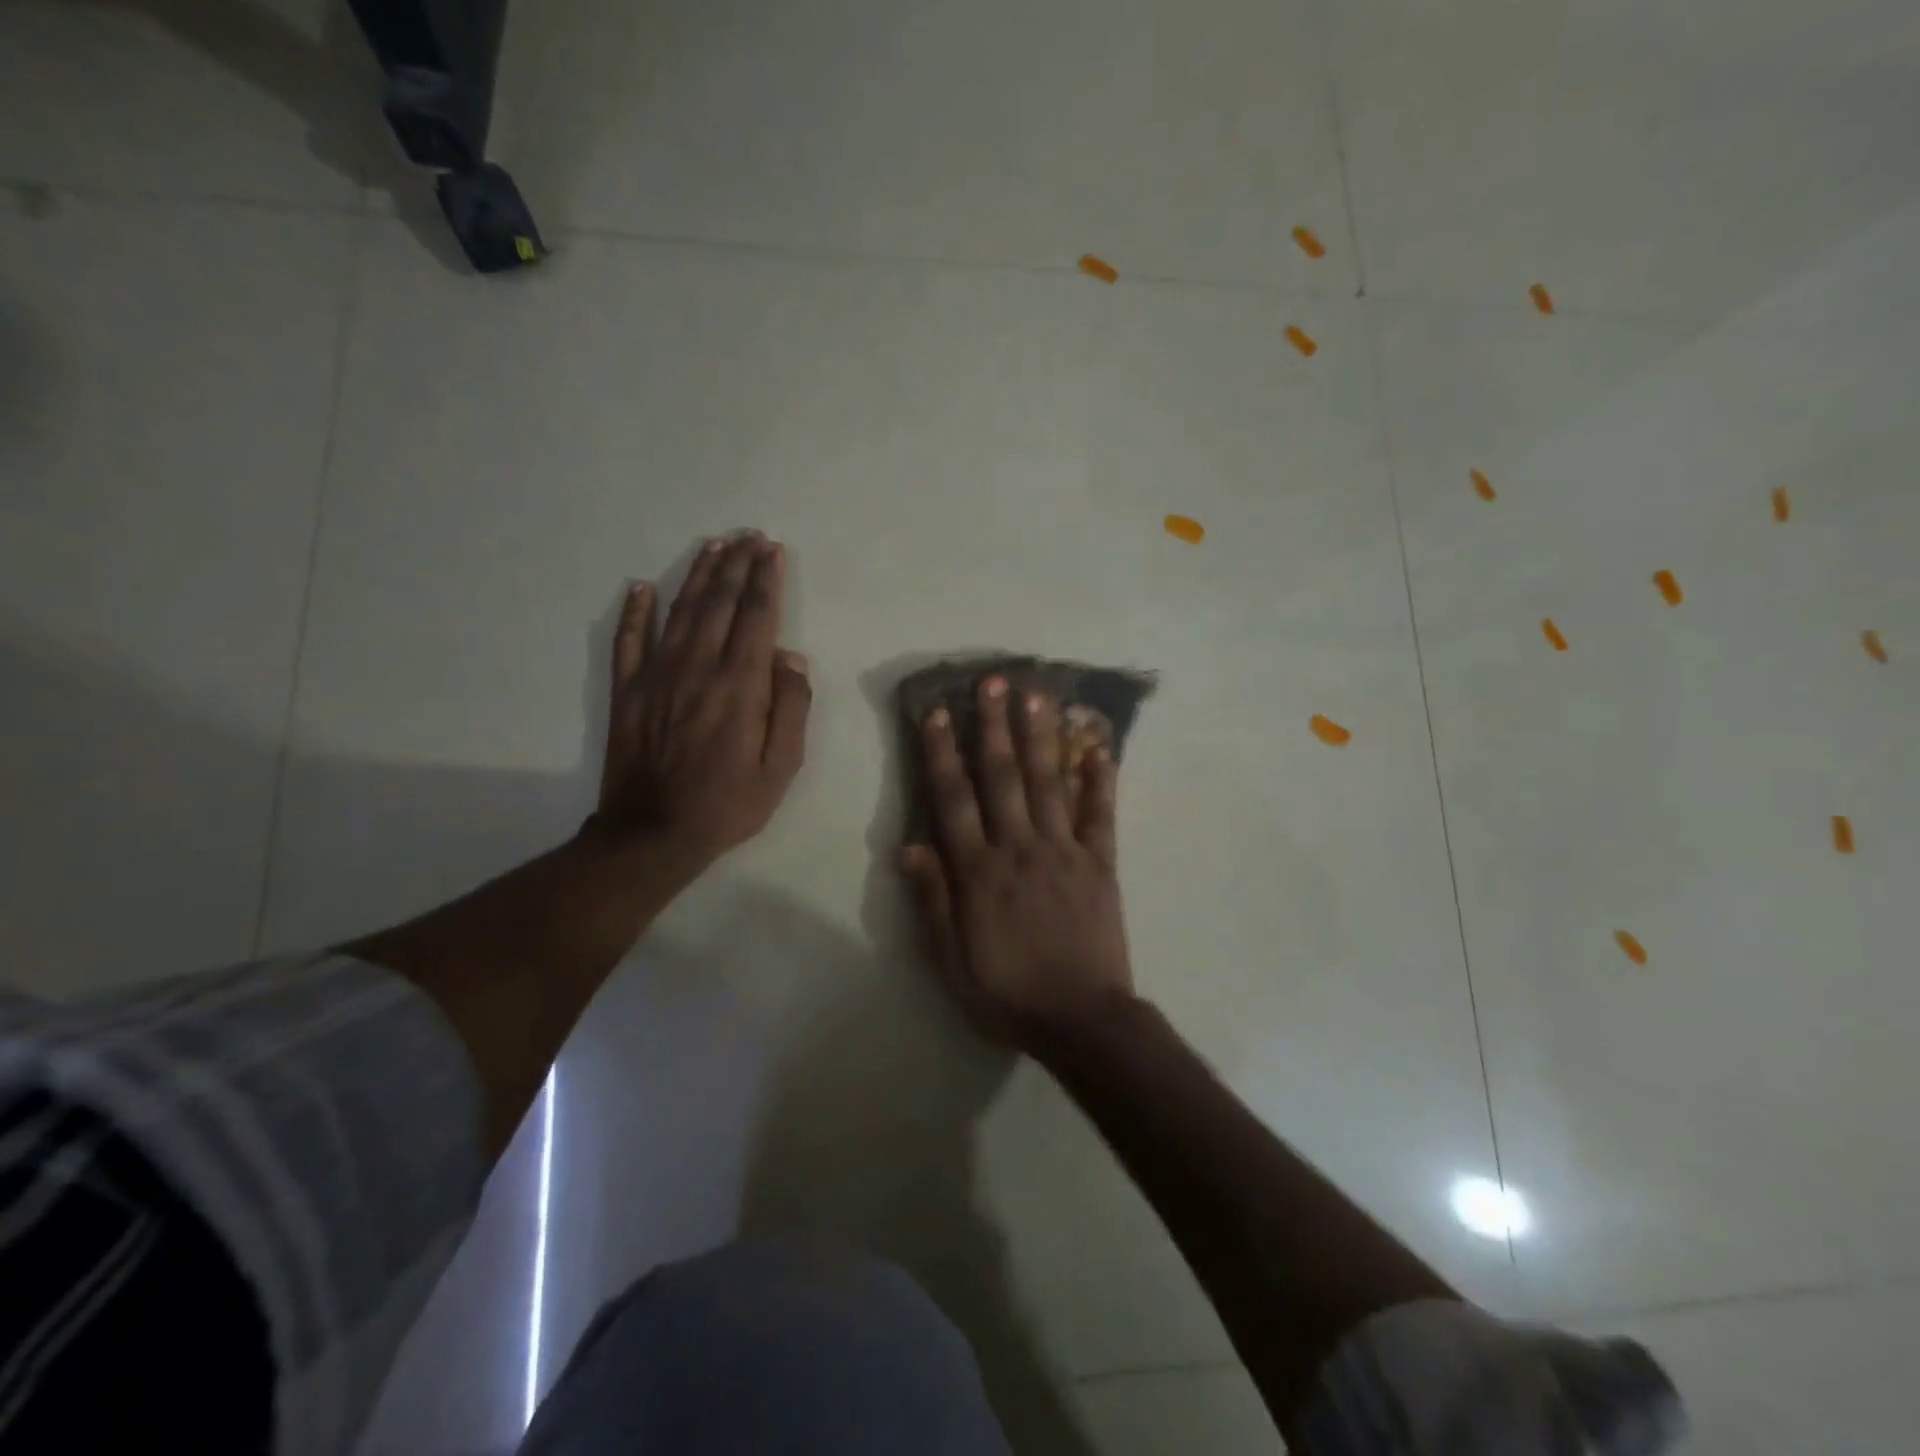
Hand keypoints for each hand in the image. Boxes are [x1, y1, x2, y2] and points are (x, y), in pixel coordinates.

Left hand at [595, 532, 810, 866]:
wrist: (652, 834)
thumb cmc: (728, 804)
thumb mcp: (781, 768)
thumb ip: (790, 708)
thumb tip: (790, 658)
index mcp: (739, 685)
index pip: (757, 618)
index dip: (766, 580)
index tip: (773, 551)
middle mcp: (698, 667)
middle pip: (720, 603)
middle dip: (737, 565)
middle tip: (749, 536)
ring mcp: (656, 675)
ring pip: (680, 611)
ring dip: (698, 575)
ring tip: (713, 546)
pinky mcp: (626, 690)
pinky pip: (628, 640)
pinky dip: (634, 611)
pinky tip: (641, 586)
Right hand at [901, 676, 1135, 1050]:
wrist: (1082, 1020)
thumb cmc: (1008, 993)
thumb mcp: (951, 960)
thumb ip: (932, 901)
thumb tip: (911, 845)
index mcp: (979, 872)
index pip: (954, 800)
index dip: (942, 753)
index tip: (937, 713)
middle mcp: (1019, 848)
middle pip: (1003, 777)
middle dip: (994, 726)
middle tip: (993, 681)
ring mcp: (1064, 852)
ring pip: (1049, 783)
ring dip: (1041, 736)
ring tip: (1038, 695)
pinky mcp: (1100, 864)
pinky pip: (1101, 815)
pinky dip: (1102, 780)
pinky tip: (1100, 747)